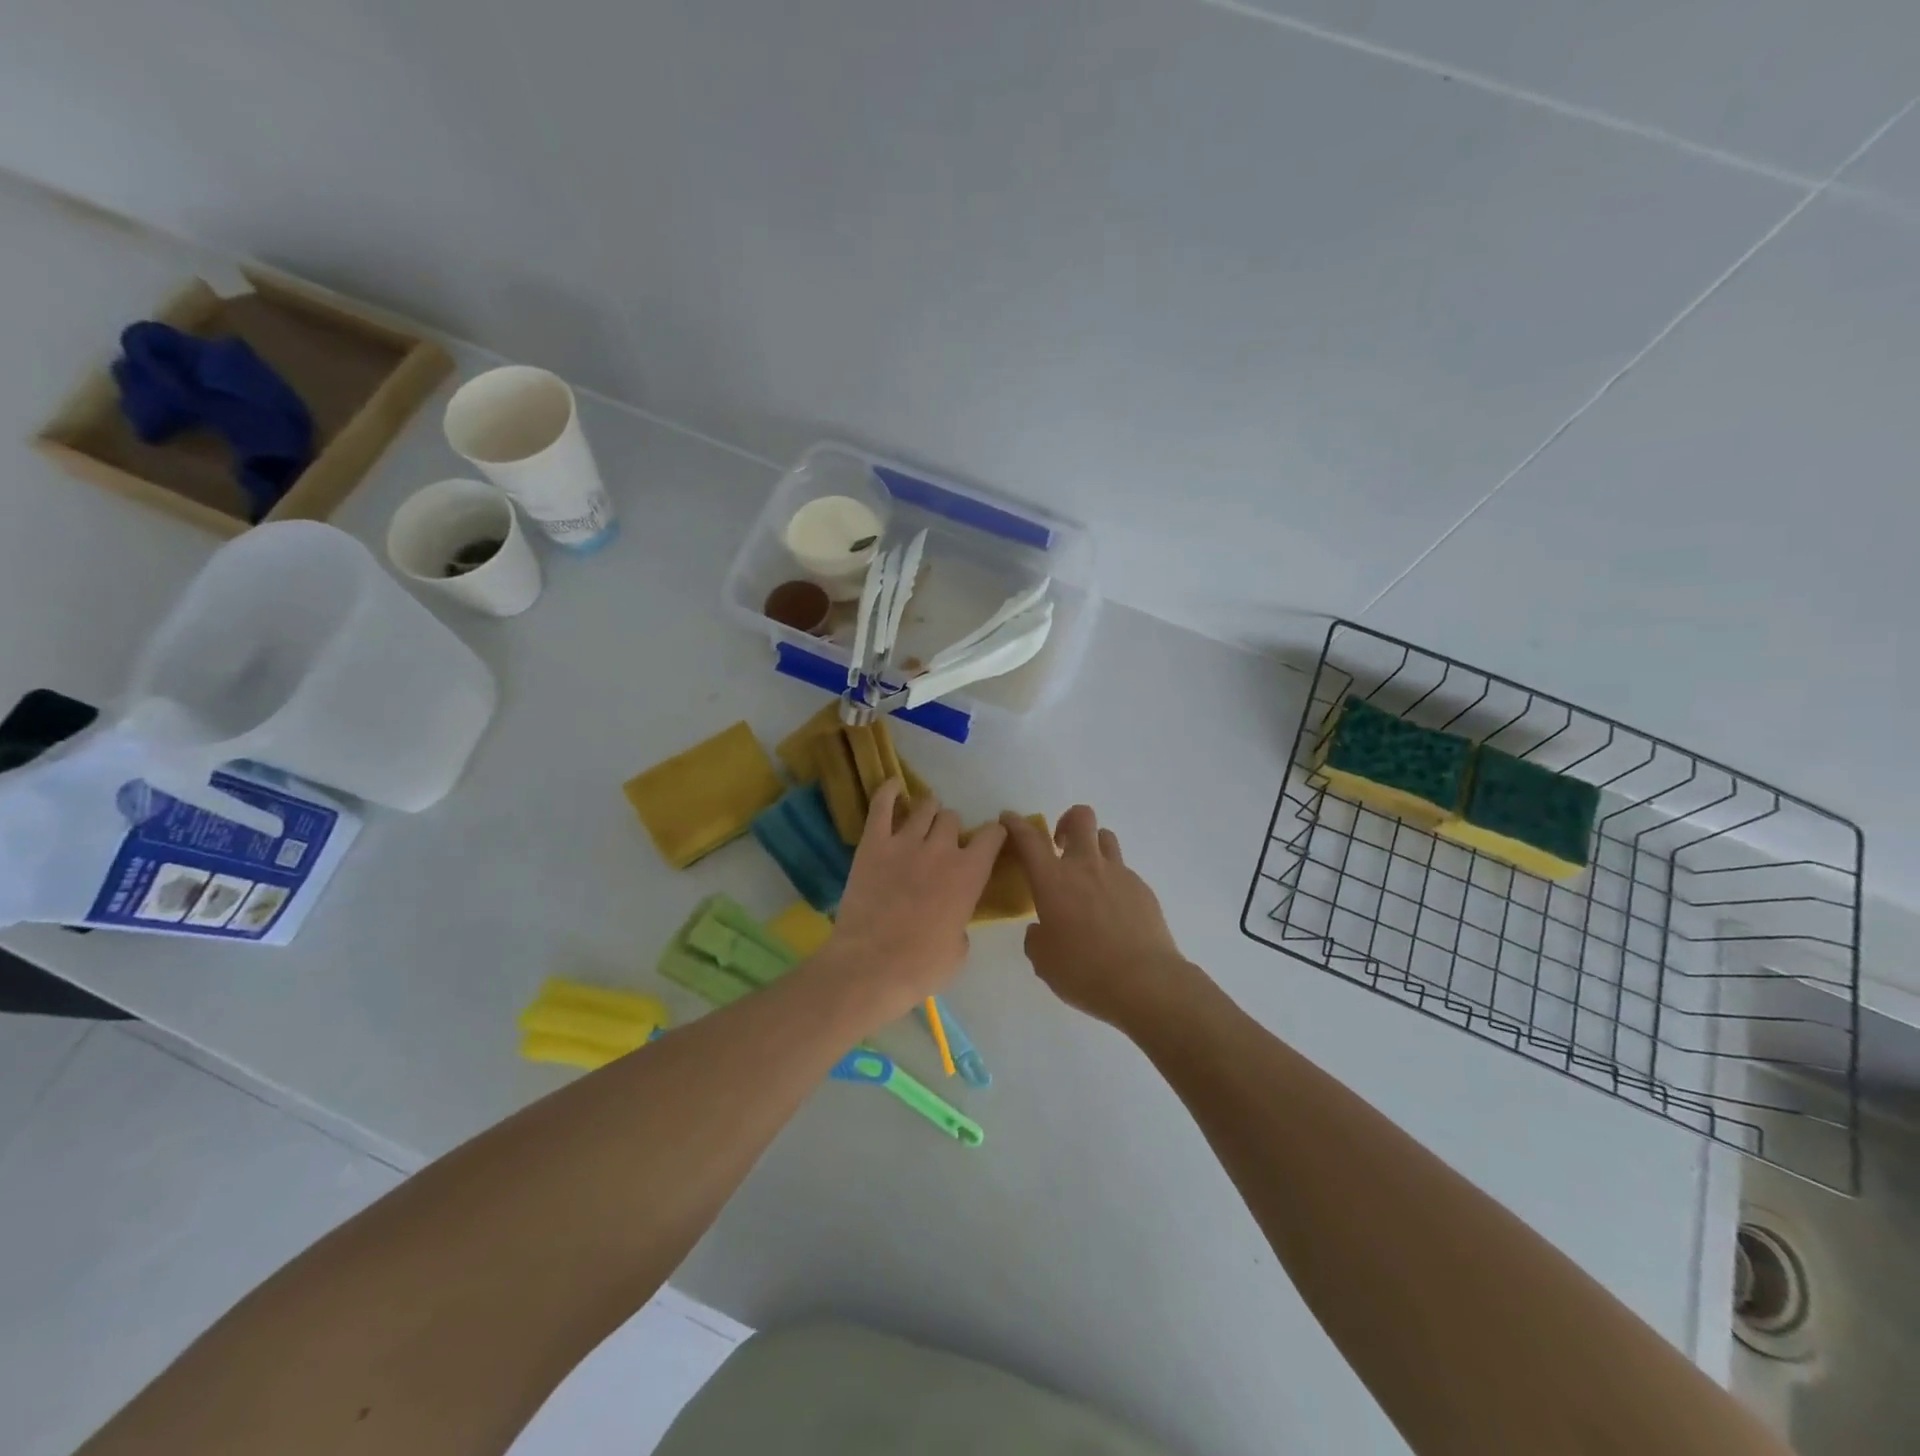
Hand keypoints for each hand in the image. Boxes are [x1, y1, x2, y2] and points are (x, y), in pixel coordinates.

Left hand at [822, 780, 1005, 1024]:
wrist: (872, 967)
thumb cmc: (922, 966)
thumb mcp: (960, 948)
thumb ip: (961, 920)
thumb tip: (953, 915)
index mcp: (970, 873)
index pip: (992, 835)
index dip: (992, 834)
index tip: (989, 839)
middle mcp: (942, 848)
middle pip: (952, 818)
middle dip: (950, 828)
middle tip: (942, 843)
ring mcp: (905, 841)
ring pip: (924, 806)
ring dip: (927, 811)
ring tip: (921, 819)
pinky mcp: (873, 843)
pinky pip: (882, 805)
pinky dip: (889, 792)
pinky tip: (893, 787)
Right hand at [1000, 806, 1198, 1030]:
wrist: (1145, 982)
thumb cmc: (1084, 971)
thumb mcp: (1044, 961)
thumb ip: (1036, 939)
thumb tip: (1041, 930)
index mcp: (1053, 880)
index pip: (1029, 838)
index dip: (1015, 824)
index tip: (1008, 819)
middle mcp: (1086, 867)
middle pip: (1080, 818)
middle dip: (1067, 821)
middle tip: (1060, 844)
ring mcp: (1119, 874)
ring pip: (1106, 838)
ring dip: (1093, 846)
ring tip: (1089, 875)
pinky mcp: (1143, 889)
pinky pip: (1124, 872)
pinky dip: (1113, 882)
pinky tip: (1114, 912)